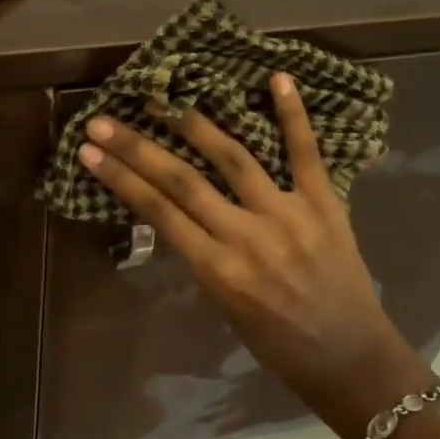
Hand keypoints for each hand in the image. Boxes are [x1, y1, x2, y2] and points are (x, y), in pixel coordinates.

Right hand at [74, 74, 431, 437]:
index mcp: (219, 271)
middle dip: (137, 148)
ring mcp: (289, 215)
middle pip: (183, 181)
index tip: (88, 151)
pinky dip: (292, 115)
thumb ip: (202, 257)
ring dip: (194, 124)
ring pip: (234, 158)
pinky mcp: (325, 204)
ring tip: (163, 99)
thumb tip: (175, 212)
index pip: (159, 212)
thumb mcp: (224, 307)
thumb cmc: (277, 344)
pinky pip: (306, 153)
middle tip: (103, 120)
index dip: (120, 177)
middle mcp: (248, 237)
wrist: (350, 360)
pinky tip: (276, 79)